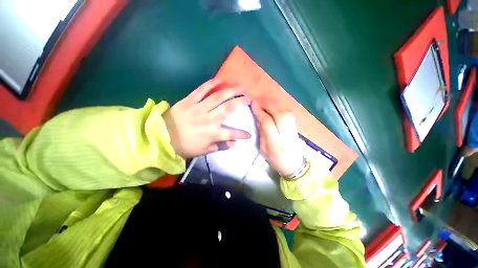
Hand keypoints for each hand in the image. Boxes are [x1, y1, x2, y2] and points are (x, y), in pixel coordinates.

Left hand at [164, 78, 250, 158]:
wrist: (161, 138)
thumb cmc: (185, 146)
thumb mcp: (204, 151)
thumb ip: (220, 146)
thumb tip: (234, 144)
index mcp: (212, 133)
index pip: (232, 134)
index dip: (242, 134)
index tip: (249, 134)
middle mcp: (209, 119)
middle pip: (228, 108)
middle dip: (240, 102)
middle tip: (248, 98)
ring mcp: (199, 108)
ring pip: (218, 97)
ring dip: (230, 91)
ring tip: (239, 87)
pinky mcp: (189, 101)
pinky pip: (201, 90)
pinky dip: (210, 84)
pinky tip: (219, 79)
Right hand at [252, 101, 303, 175]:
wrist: (294, 164)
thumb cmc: (275, 159)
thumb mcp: (263, 148)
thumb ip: (261, 132)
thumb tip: (259, 118)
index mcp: (275, 141)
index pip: (267, 122)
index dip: (260, 112)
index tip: (253, 104)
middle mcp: (285, 132)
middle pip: (277, 113)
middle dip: (266, 105)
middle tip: (258, 102)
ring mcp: (292, 128)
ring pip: (284, 110)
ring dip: (273, 105)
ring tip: (265, 105)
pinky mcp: (296, 125)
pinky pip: (288, 112)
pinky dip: (280, 107)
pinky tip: (274, 108)